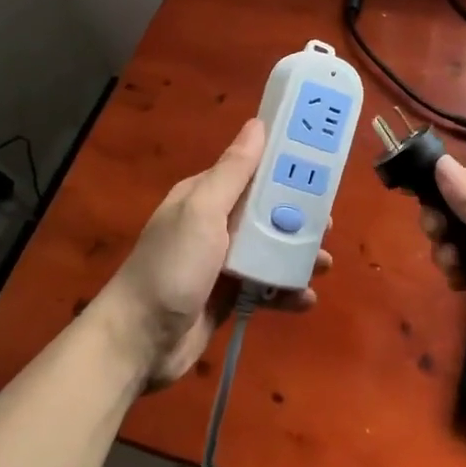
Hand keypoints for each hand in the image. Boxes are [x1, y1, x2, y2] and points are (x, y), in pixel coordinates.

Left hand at [89, 118, 331, 389]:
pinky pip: (266, 287)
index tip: (322, 167)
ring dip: (299, 256)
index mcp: (207, 195)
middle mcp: (216, 223)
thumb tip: (258, 123)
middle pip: (268, 210)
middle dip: (300, 216)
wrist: (137, 343)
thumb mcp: (202, 211)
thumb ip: (233, 171)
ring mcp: (223, 263)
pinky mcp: (229, 297)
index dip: (286, 166)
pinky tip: (305, 299)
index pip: (253, 169)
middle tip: (328, 225)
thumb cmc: (171, 267)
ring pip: (272, 249)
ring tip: (324, 265)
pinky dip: (286, 291)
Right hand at [421, 155, 465, 379]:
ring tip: (451, 268)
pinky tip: (457, 285)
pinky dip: (459, 275)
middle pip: (462, 211)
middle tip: (438, 240)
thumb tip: (440, 164)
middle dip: (443, 222)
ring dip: (448, 250)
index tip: (414, 203)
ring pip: (464, 243)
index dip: (440, 188)